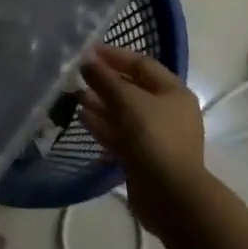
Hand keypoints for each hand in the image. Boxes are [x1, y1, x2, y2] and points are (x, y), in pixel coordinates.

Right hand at [78, 45, 205, 229]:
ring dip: (100, 103)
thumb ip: (105, 79)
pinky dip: (103, 125)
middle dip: (104, 81)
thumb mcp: (128, 101)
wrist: (171, 197)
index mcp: (173, 91)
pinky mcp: (143, 157)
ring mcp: (156, 136)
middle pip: (132, 89)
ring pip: (124, 113)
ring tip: (74, 95)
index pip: (141, 64)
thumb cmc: (154, 138)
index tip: (87, 52)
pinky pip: (121, 134)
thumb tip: (87, 61)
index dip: (114, 55)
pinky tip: (81, 117)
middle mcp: (167, 111)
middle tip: (78, 75)